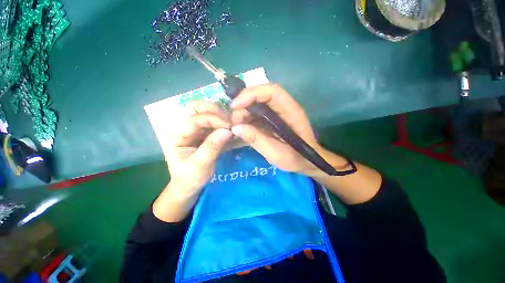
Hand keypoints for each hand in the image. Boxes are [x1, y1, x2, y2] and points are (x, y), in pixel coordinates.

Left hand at [164, 101, 232, 193]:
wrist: (189, 186)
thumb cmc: (190, 178)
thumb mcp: (200, 165)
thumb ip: (212, 147)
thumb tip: (227, 131)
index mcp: (177, 136)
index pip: (194, 120)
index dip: (212, 119)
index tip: (229, 125)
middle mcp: (186, 129)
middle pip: (201, 112)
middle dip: (218, 114)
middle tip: (233, 121)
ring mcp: (196, 131)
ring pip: (210, 117)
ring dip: (223, 119)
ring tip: (235, 125)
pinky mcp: (205, 135)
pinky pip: (216, 126)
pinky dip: (226, 126)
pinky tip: (234, 130)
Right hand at [230, 84, 322, 175]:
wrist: (307, 162)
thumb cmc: (296, 159)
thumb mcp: (276, 153)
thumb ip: (257, 140)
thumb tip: (235, 128)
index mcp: (291, 112)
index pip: (271, 92)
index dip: (251, 94)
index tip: (235, 106)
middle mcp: (285, 107)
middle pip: (262, 95)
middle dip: (244, 104)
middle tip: (234, 121)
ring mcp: (279, 112)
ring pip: (258, 103)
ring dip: (244, 111)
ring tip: (236, 125)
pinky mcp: (273, 119)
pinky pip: (258, 113)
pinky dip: (248, 118)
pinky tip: (243, 127)